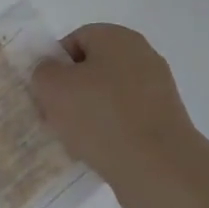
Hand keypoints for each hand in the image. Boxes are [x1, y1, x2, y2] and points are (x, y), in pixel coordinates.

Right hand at [30, 24, 208, 207]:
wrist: (159, 169)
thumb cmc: (101, 117)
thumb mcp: (53, 87)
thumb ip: (43, 72)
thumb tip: (52, 74)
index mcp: (118, 38)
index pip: (76, 40)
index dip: (54, 64)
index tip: (44, 92)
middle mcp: (142, 57)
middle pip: (92, 70)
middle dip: (70, 92)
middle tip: (54, 117)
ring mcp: (157, 92)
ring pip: (107, 98)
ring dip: (87, 116)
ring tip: (73, 141)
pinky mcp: (164, 124)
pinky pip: (125, 122)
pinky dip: (108, 134)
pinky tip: (96, 154)